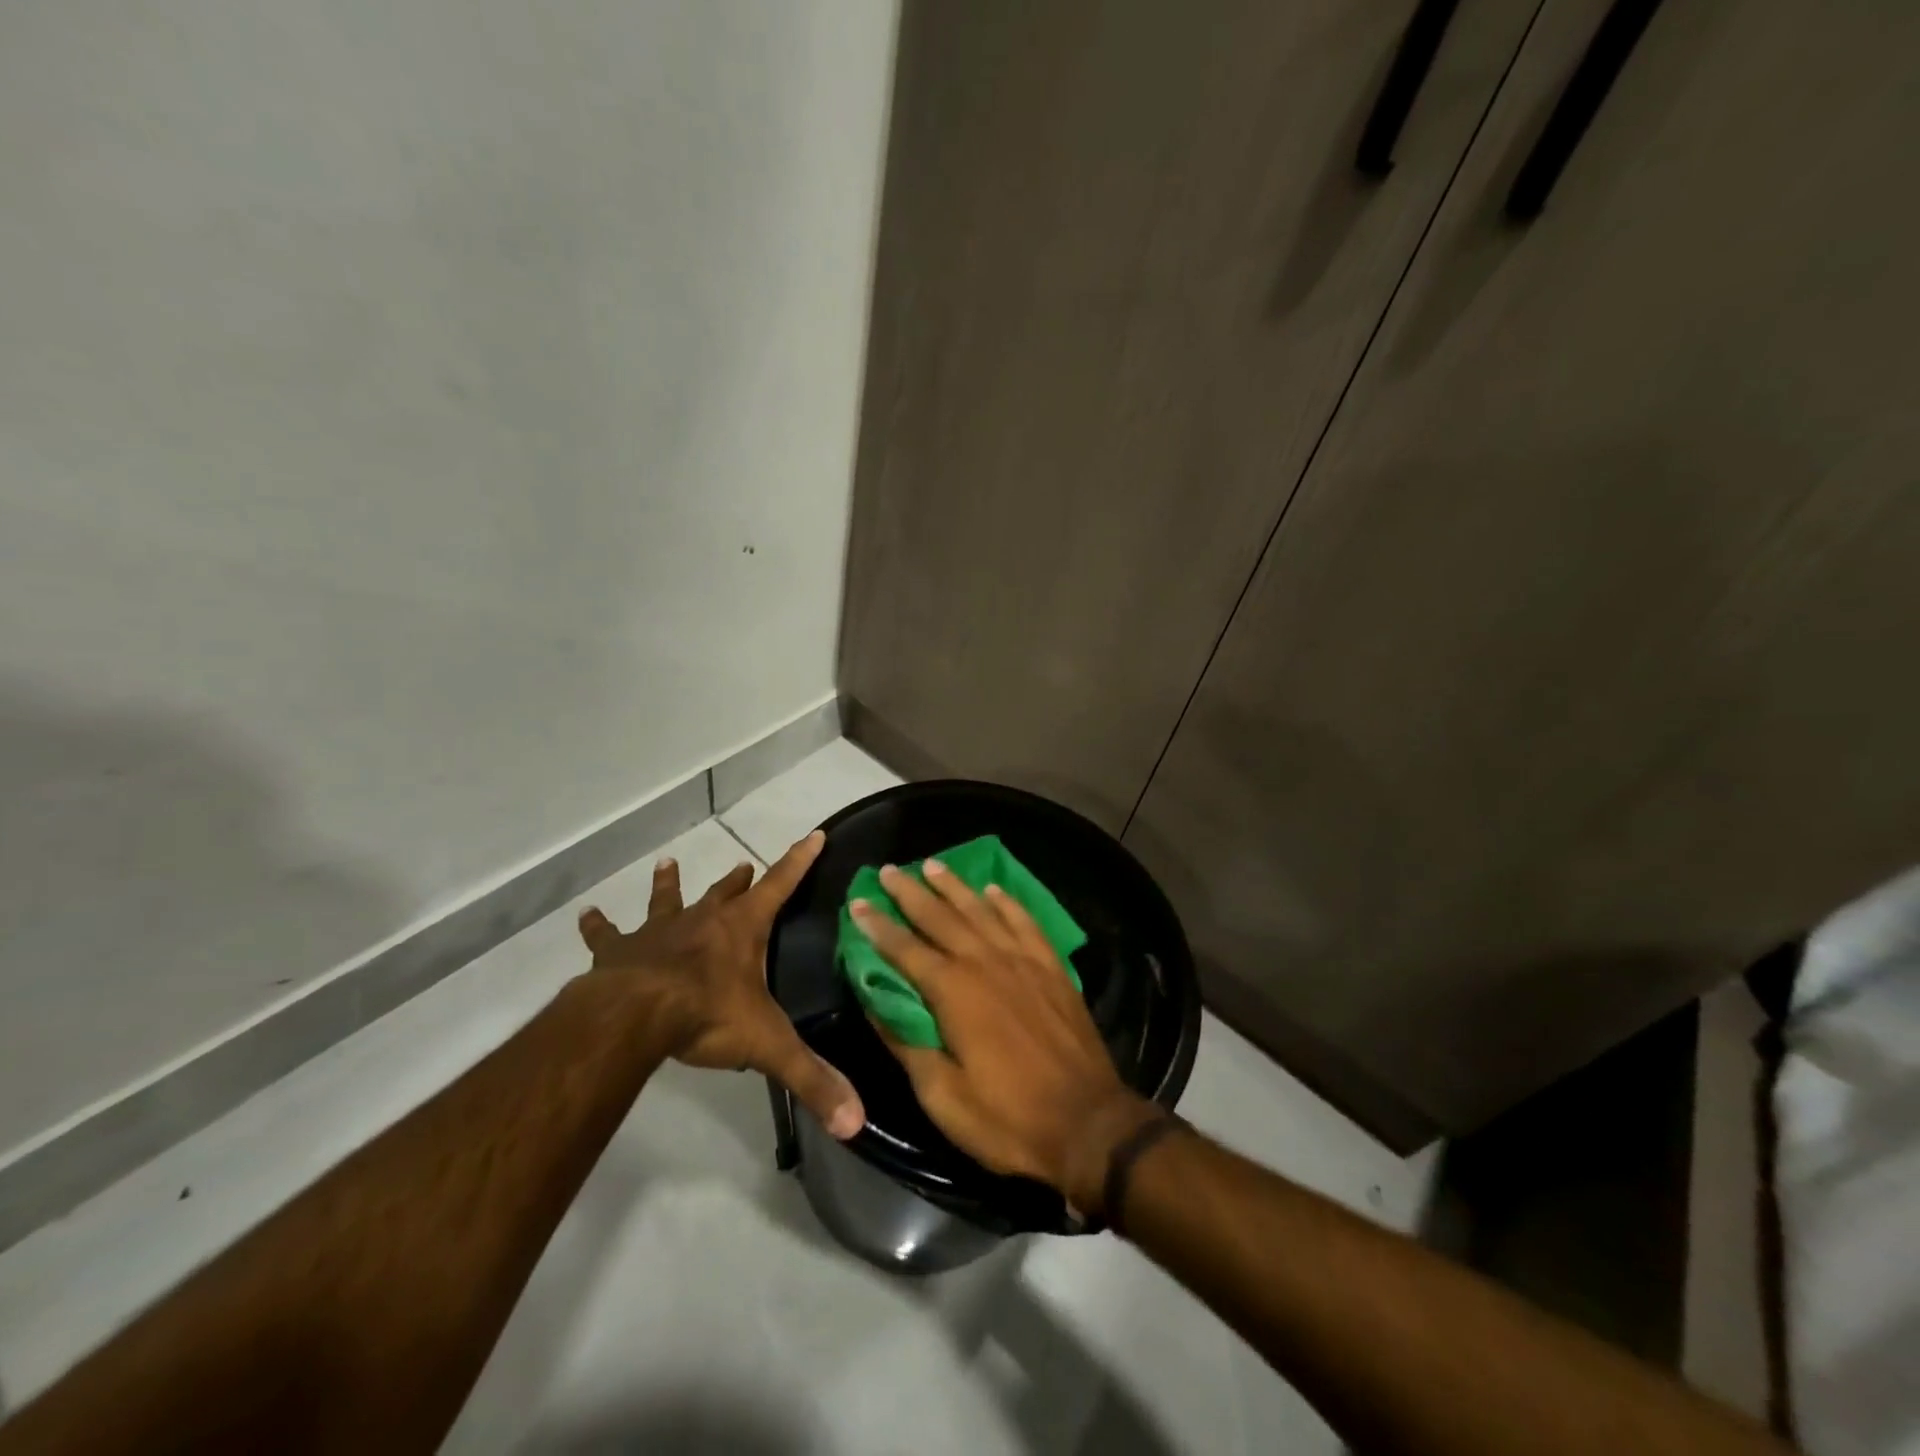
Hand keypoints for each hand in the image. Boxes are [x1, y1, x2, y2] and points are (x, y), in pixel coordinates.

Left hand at [577, 830, 864, 1138]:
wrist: (635, 1016)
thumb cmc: (708, 1015)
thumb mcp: (768, 1046)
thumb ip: (812, 1079)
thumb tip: (857, 1122)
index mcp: (743, 929)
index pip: (781, 883)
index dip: (799, 859)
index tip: (814, 833)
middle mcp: (704, 920)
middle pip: (725, 892)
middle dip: (738, 880)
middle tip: (743, 866)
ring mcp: (659, 932)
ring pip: (667, 901)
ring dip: (669, 885)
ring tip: (667, 864)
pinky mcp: (619, 951)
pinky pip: (607, 935)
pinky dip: (598, 926)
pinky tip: (587, 915)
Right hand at [851, 860, 1158, 1213]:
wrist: (1088, 1124)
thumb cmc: (1007, 1118)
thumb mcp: (942, 1096)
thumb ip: (907, 1043)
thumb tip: (875, 1004)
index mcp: (954, 992)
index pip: (905, 949)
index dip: (878, 925)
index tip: (858, 902)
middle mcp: (986, 963)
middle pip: (941, 917)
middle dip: (910, 893)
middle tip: (889, 870)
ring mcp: (1023, 961)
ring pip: (981, 910)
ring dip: (954, 886)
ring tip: (933, 864)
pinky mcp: (1052, 968)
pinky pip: (1025, 922)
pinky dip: (1007, 902)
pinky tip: (993, 890)